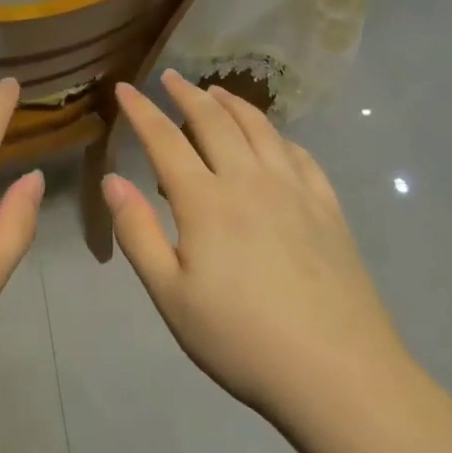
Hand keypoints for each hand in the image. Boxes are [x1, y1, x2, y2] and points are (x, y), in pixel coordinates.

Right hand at [101, 71, 409, 420]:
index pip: (165, 139)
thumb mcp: (171, 296)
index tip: (124, 88)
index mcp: (205, 202)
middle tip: (169, 77)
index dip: (141, 111)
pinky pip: (300, 155)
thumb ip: (137, 233)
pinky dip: (278, 136)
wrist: (339, 375)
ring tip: (217, 91)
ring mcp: (295, 191)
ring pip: (260, 129)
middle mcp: (249, 181)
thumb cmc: (242, 340)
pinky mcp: (329, 209)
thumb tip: (112, 179)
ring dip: (233, 104)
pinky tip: (274, 139)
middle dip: (187, 94)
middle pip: (214, 121)